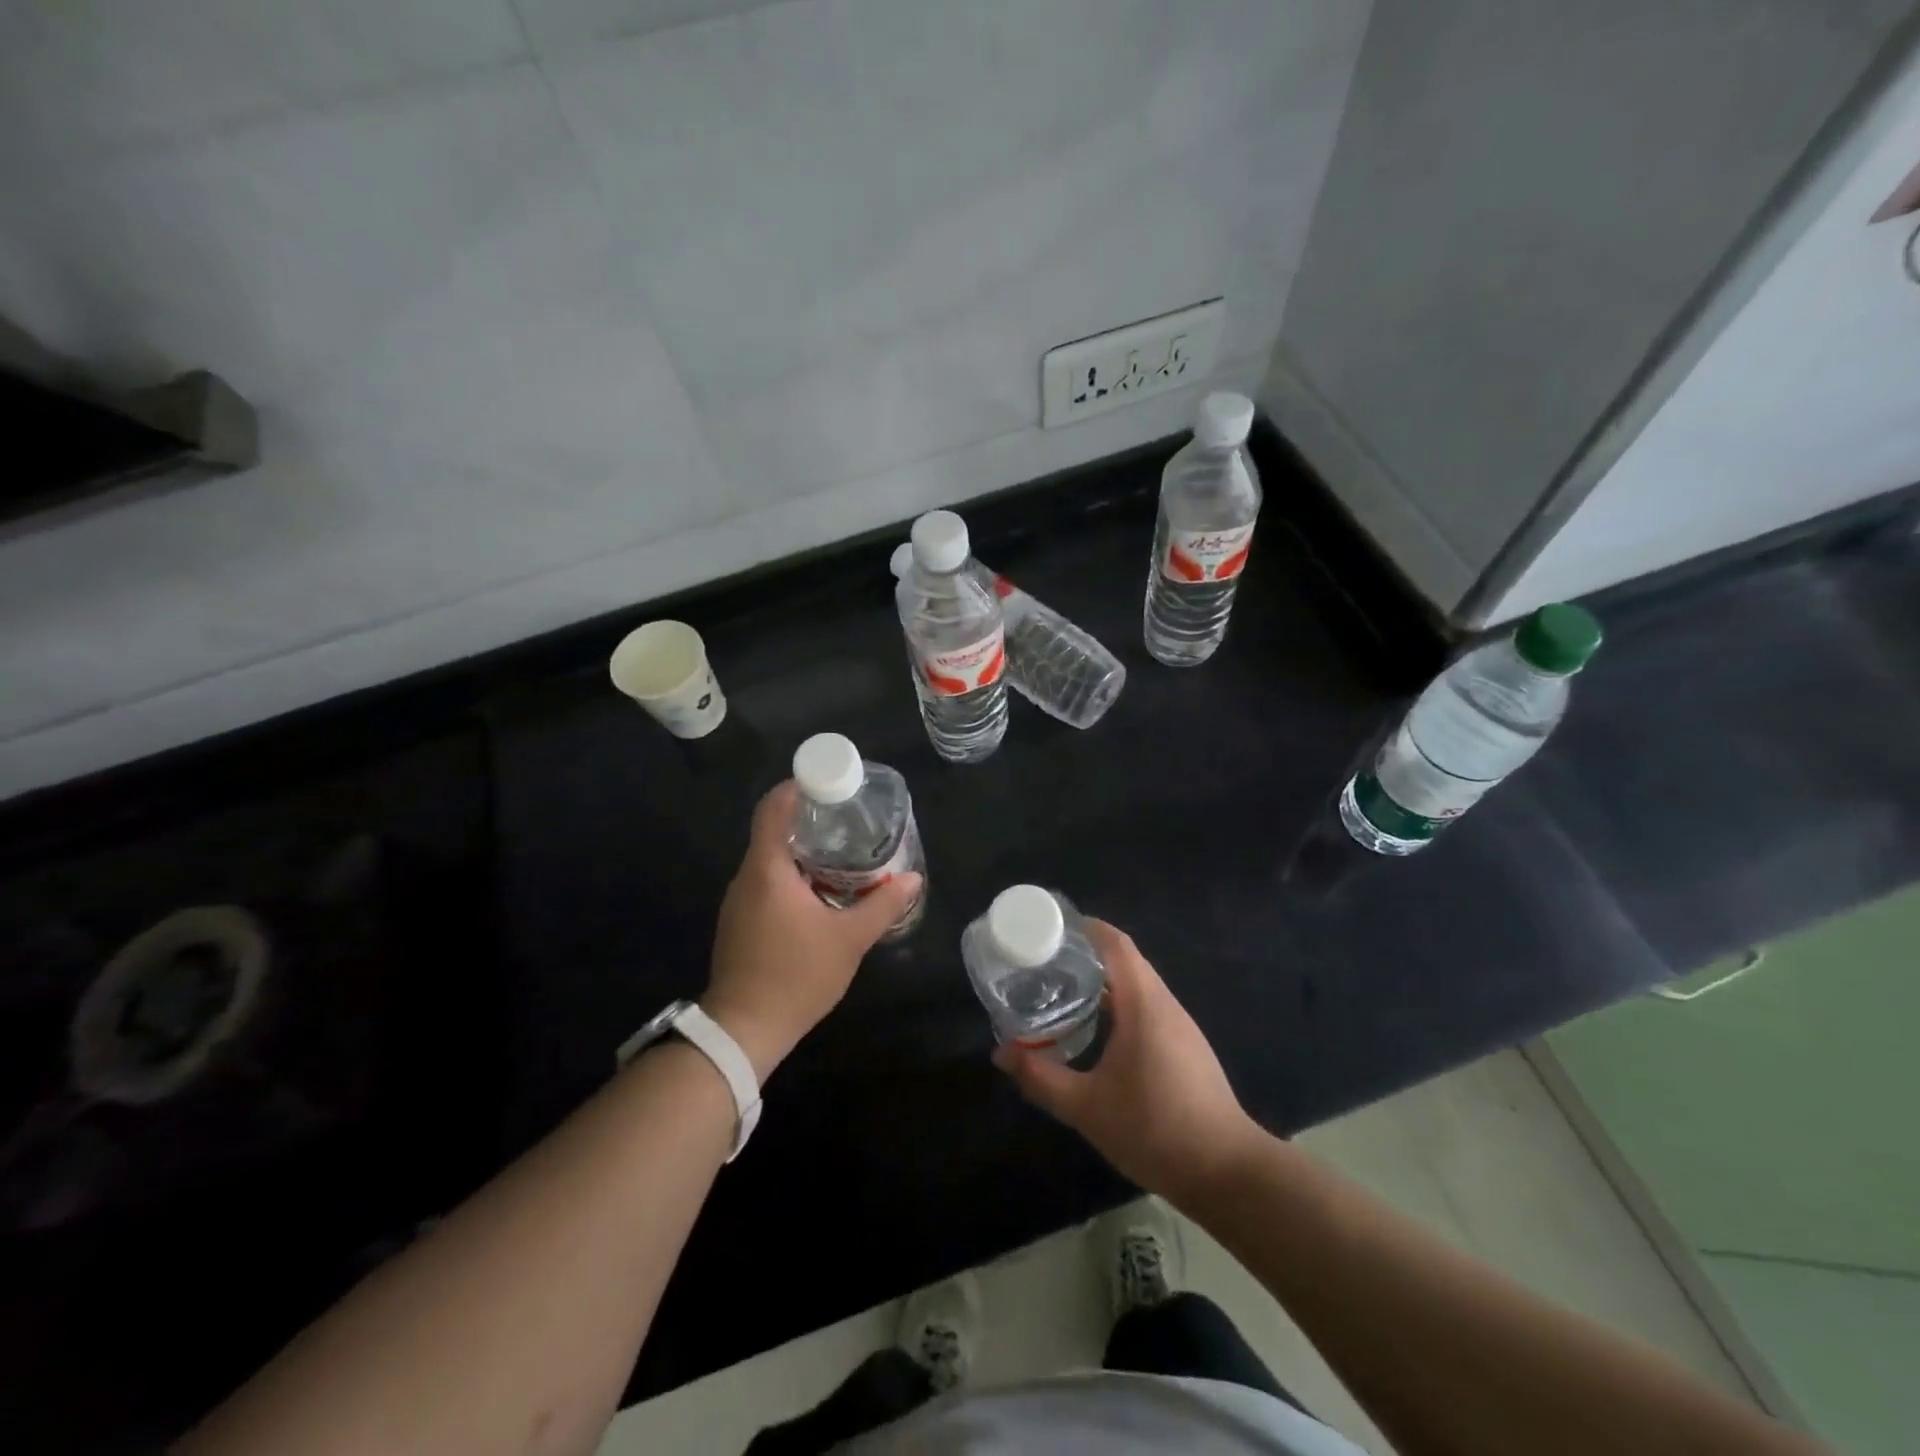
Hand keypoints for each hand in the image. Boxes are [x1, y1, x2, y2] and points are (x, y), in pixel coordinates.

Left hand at [703, 780, 922, 1081]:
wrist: (743, 1030)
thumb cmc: (796, 976)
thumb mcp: (849, 939)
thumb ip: (882, 905)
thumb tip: (911, 879)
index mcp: (768, 869)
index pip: (773, 809)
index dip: (796, 787)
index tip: (826, 782)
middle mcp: (747, 877)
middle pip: (773, 832)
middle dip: (809, 823)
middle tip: (848, 822)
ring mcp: (738, 902)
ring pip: (770, 861)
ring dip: (803, 853)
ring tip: (843, 856)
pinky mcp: (739, 923)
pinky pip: (766, 884)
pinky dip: (792, 878)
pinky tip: (821, 894)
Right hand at [994, 919, 1260, 1203]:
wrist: (1227, 1172)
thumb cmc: (1155, 1129)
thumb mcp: (1087, 1107)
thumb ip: (1041, 1078)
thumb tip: (1002, 1053)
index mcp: (1144, 1005)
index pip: (1116, 944)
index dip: (1087, 928)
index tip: (1052, 927)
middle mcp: (1165, 1005)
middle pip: (1126, 961)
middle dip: (1087, 955)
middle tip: (1047, 962)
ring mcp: (1181, 1027)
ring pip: (1138, 987)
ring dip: (1104, 981)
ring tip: (1065, 991)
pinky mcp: (1187, 1048)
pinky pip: (1148, 1009)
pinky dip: (1120, 1004)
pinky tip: (1099, 1030)